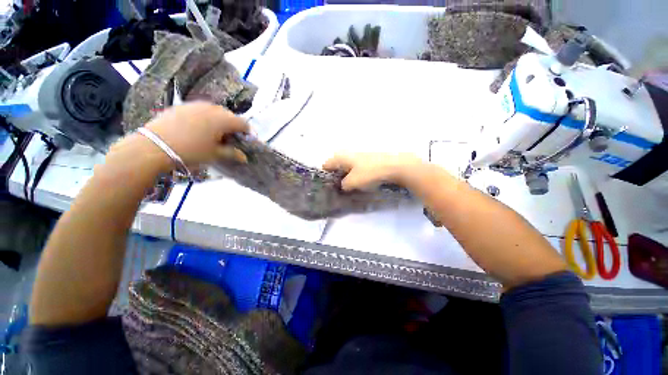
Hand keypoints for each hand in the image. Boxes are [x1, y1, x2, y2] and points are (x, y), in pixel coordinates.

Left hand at [145, 102, 248, 165]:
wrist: (153, 146)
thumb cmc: (191, 151)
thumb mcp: (215, 155)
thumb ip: (232, 154)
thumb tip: (244, 157)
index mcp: (223, 119)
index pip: (243, 123)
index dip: (249, 133)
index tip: (248, 141)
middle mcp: (211, 108)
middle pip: (230, 116)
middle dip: (234, 127)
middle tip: (232, 139)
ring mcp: (195, 105)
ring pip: (215, 112)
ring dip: (220, 122)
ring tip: (216, 134)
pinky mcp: (182, 106)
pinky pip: (200, 110)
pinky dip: (206, 119)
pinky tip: (199, 129)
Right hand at [323, 152, 422, 190]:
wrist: (394, 166)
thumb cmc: (369, 172)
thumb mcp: (353, 182)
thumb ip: (344, 185)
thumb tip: (343, 185)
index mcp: (342, 157)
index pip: (327, 164)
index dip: (325, 174)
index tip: (326, 185)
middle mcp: (349, 154)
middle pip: (337, 164)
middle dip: (336, 175)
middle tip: (338, 186)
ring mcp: (360, 155)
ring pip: (348, 166)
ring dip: (346, 175)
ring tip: (349, 186)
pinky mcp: (369, 159)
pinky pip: (357, 167)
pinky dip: (356, 174)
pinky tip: (361, 181)